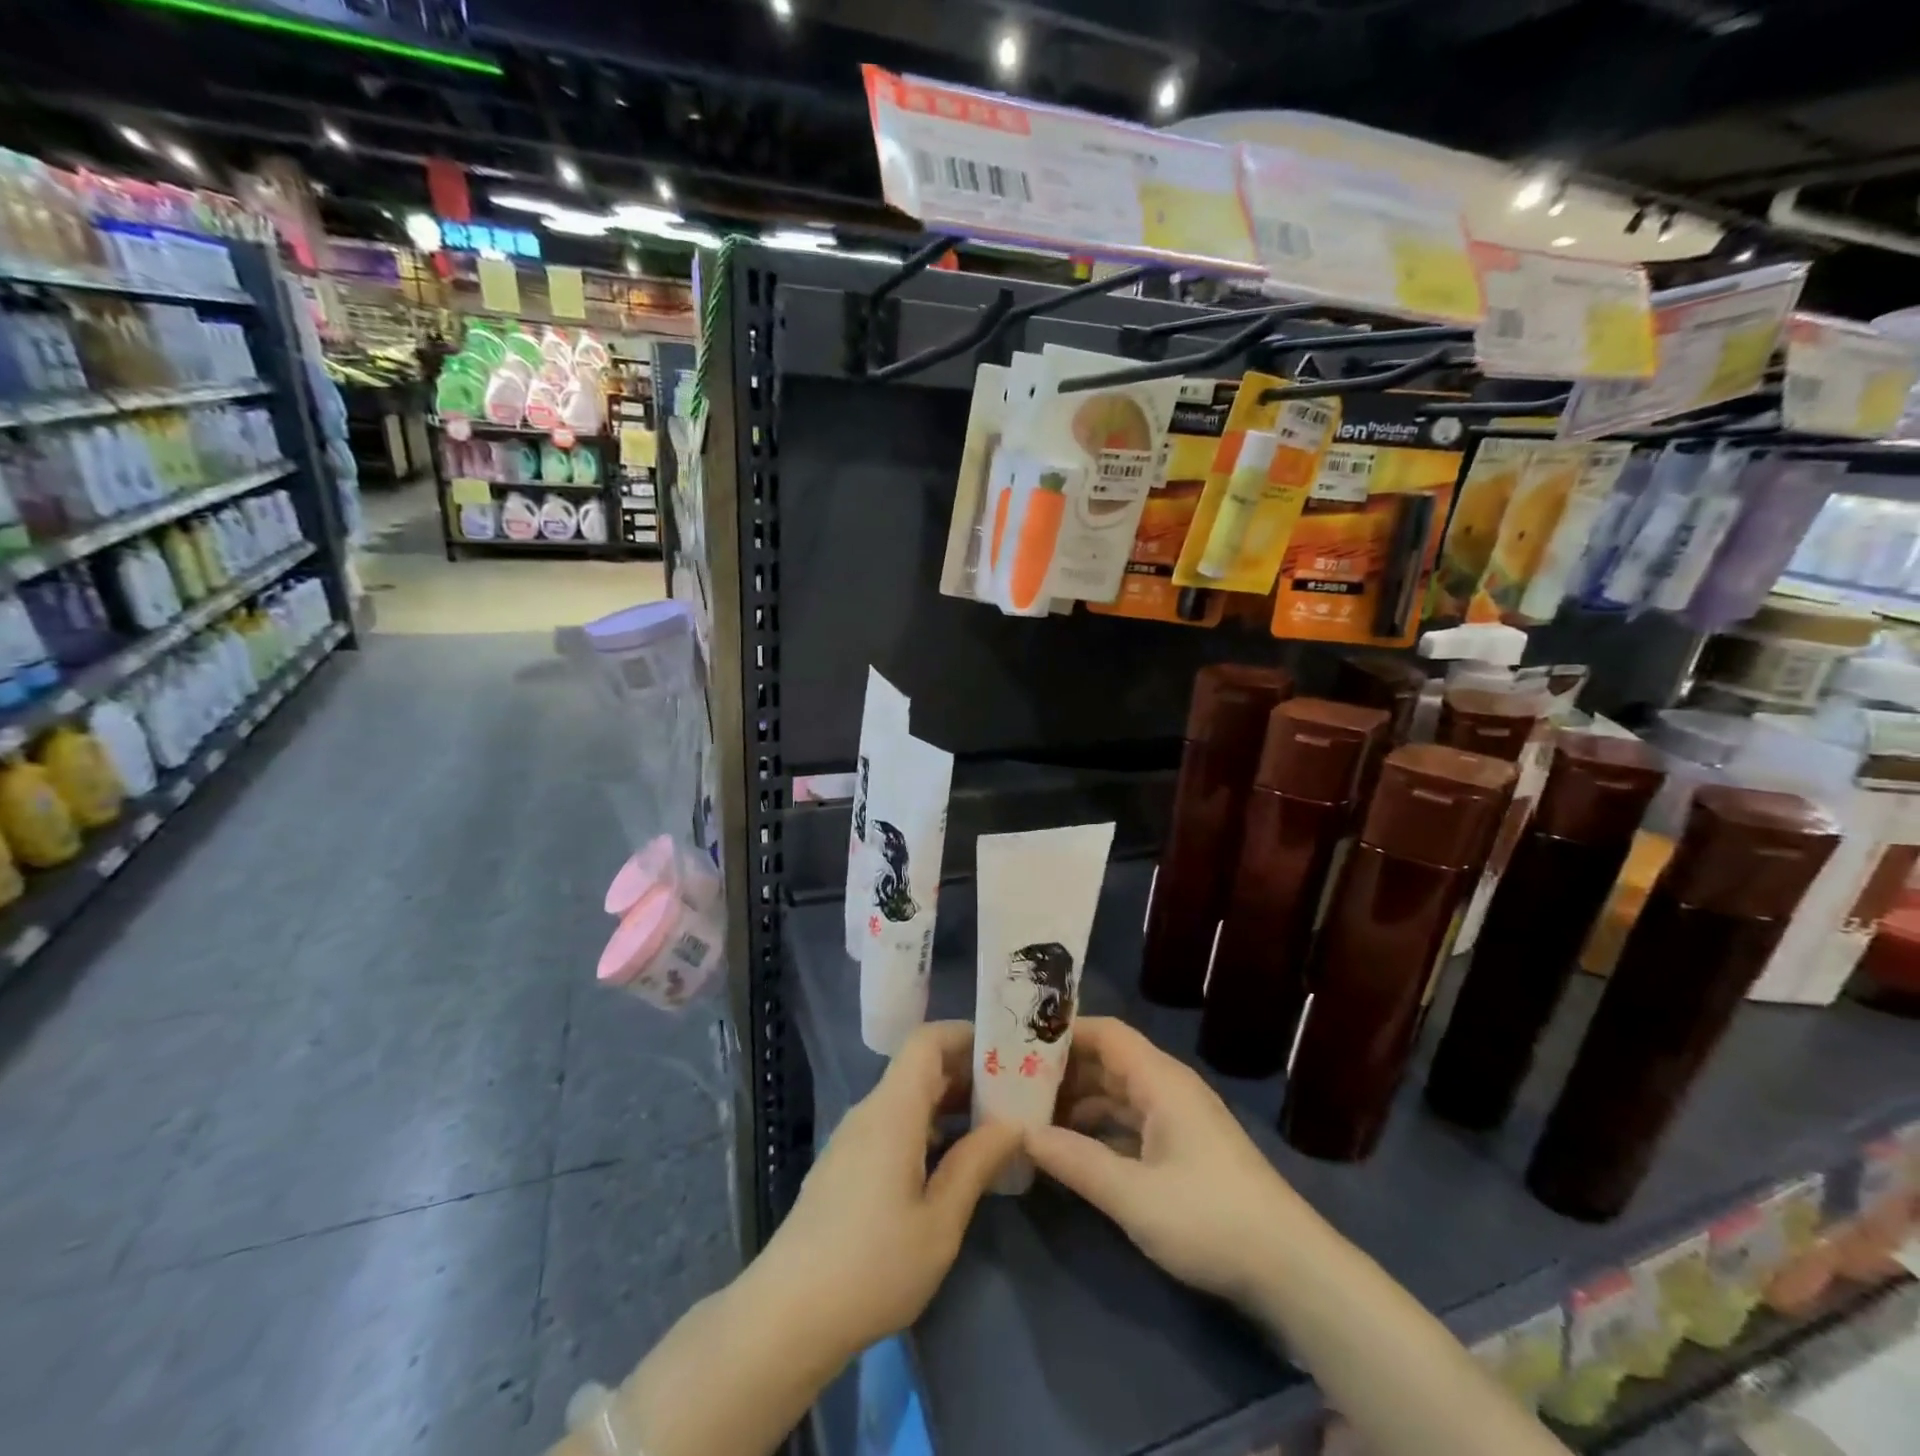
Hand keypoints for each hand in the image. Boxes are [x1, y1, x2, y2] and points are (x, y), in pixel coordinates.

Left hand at [755, 1021, 1019, 1359]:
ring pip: (907, 1097)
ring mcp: (853, 1138)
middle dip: (967, 1071)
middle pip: (919, 1067)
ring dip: (949, 1102)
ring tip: (994, 1126)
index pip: (926, 1040)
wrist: (788, 1315)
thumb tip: (1014, 1124)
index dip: (966, 1034)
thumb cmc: (872, 1266)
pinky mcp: (846, 1164)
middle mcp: (870, 1111)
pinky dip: (928, 1127)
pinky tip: (953, 1162)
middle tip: (1015, 1092)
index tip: (1007, 1051)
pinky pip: (893, 1124)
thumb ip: (976, 1163)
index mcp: (893, 1111)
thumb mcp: (940, 1222)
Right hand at [1026, 1016, 1307, 1306]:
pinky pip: (1131, 1123)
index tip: (1020, 1043)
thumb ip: (1076, 1161)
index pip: (1106, 1033)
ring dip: (1079, 1102)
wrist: (1289, 1269)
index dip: (1065, 1033)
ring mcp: (1178, 1119)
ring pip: (1118, 1094)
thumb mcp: (1134, 1195)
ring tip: (1034, 1116)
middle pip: (1108, 1062)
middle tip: (1015, 1083)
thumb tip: (1024, 1135)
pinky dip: (1100, 1129)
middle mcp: (1168, 1088)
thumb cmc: (1209, 1218)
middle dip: (1064, 1070)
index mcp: (1160, 1080)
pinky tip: (1072, 1150)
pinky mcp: (1183, 1148)